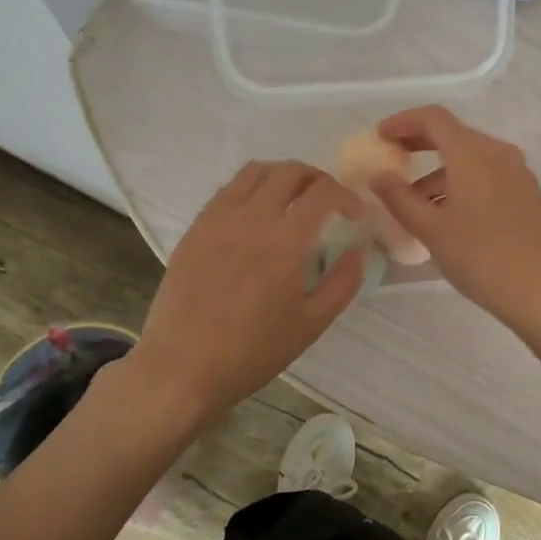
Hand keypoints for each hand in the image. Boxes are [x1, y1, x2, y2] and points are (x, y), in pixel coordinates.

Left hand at [132, 161, 366, 425]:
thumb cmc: (252, 352)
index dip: (346, 196)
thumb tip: (359, 251)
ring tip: (293, 198)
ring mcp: (218, 219)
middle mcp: (251, 217)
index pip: (323, 192)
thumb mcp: (311, 324)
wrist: (182, 368)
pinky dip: (251, 189)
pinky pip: (227, 190)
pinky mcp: (195, 228)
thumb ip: (343, 283)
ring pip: (255, 172)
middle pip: (289, 172)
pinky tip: (256, 214)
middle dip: (317, 178)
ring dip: (282, 176)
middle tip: (328, 201)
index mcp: (285, 241)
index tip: (356, 214)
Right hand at [369, 105, 540, 329]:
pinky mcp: (526, 192)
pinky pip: (488, 173)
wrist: (537, 291)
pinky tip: (448, 210)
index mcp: (473, 154)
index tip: (380, 135)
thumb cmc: (478, 257)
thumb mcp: (430, 229)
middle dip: (420, 142)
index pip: (434, 119)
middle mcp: (498, 153)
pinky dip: (462, 180)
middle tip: (393, 157)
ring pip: (471, 156)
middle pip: (454, 134)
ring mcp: (517, 172)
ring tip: (415, 200)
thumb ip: (398, 197)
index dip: (403, 122)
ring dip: (440, 169)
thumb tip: (378, 175)